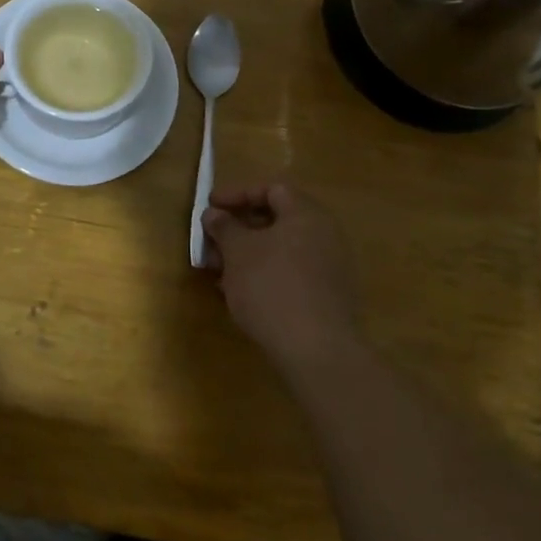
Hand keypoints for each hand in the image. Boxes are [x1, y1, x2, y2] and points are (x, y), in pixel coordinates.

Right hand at [202, 180, 361, 375]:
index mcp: (306, 214)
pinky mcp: (329, 297)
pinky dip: (265, 275)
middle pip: (277, 220)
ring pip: (282, 249)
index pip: (271, 189)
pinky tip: (242, 293)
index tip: (210, 207)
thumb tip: (214, 214)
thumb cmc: (272, 287)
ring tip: (220, 272)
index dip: (237, 194)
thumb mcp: (237, 252)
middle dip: (239, 229)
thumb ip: (224, 227)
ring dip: (249, 255)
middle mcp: (325, 234)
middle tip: (212, 242)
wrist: (317, 351)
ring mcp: (330, 267)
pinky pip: (291, 273)